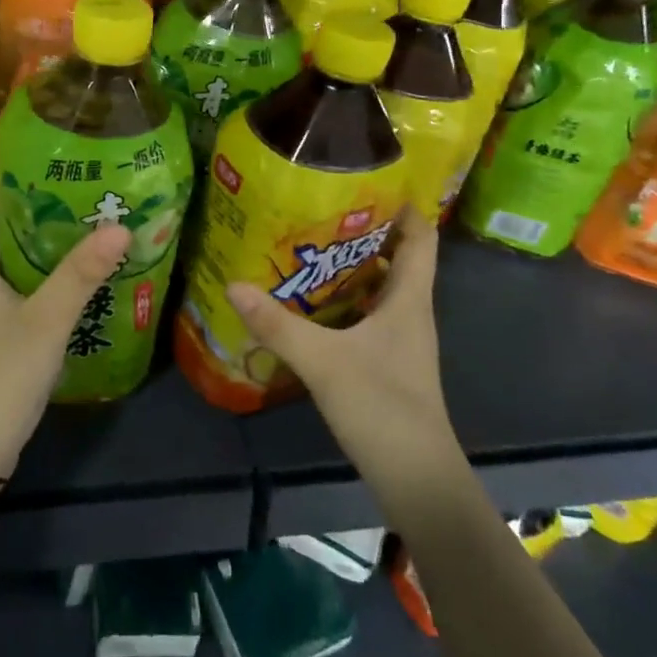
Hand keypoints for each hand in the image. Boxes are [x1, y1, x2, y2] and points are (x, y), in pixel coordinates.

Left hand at [0, 132, 130, 504]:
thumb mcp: (44, 322)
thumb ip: (81, 274)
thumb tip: (121, 225)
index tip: (17, 128)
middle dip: (12, 176)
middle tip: (60, 155)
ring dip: (27, 212)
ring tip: (73, 191)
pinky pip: (13, 266)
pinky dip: (36, 248)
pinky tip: (74, 250)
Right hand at [225, 207, 460, 499]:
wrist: (416, 478)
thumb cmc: (382, 407)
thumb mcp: (323, 361)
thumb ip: (278, 325)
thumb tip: (234, 284)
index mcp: (409, 300)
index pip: (422, 237)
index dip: (405, 205)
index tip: (371, 178)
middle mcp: (410, 313)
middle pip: (398, 258)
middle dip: (364, 230)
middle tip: (320, 207)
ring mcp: (400, 340)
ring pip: (380, 288)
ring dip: (352, 266)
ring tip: (308, 246)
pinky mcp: (387, 363)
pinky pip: (368, 315)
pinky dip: (345, 301)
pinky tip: (310, 304)